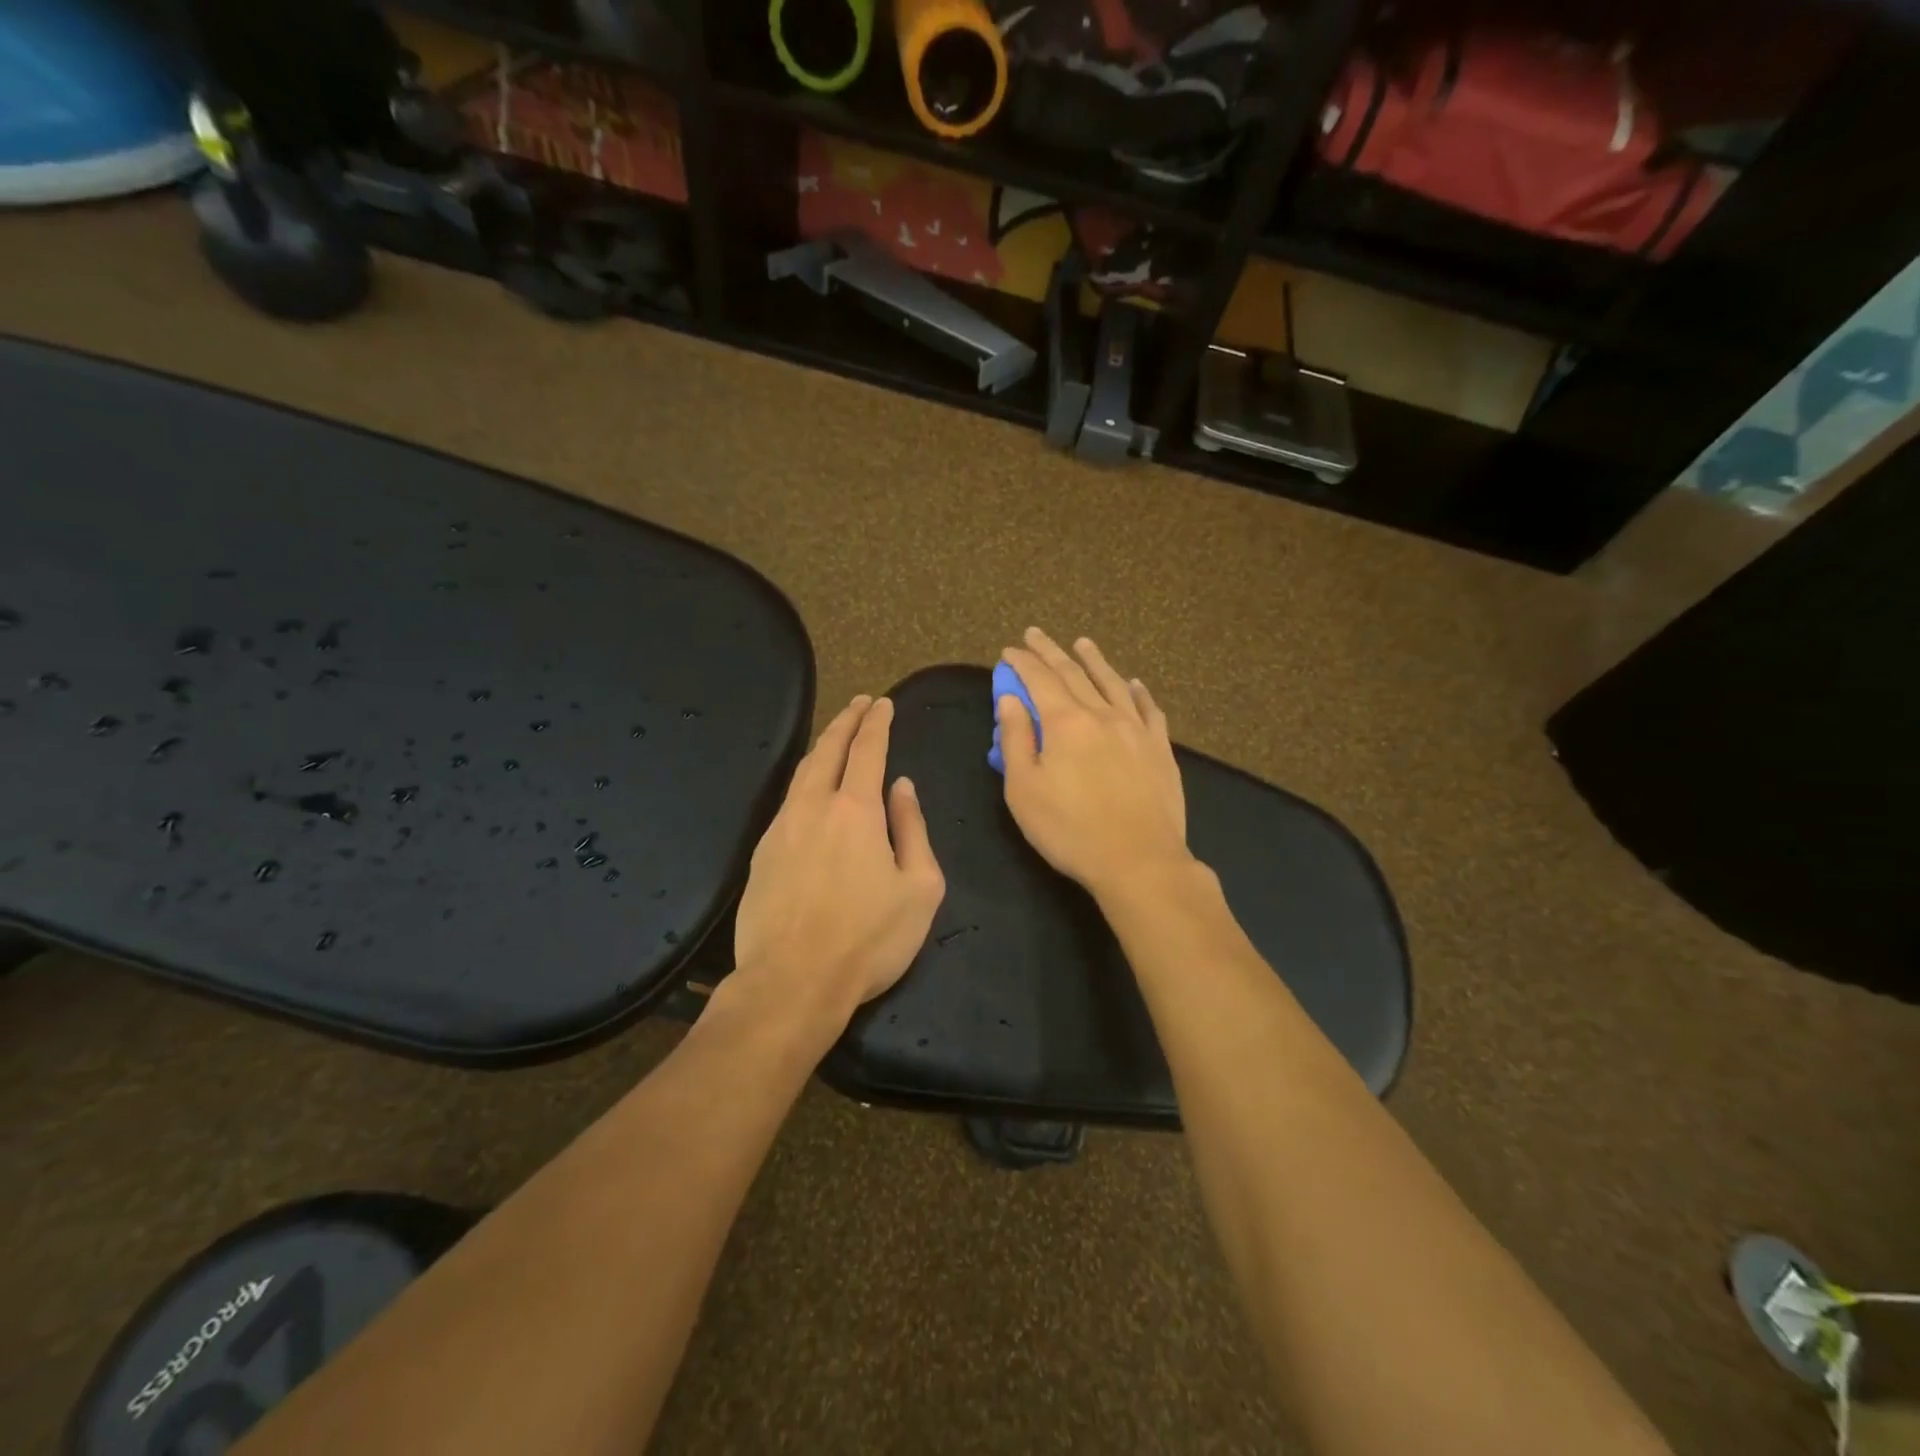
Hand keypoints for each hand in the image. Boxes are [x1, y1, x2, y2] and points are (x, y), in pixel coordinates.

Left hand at [732, 695, 945, 1025]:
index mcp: (856, 810)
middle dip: (846, 721)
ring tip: (835, 736)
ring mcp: (781, 828)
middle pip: (828, 750)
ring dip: (821, 747)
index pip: (867, 750)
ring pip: (801, 773)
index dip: (877, 723)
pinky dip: (804, 781)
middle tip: (859, 704)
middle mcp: (813, 807)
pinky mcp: (761, 854)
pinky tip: (809, 790)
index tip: (882, 704)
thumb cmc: (869, 938)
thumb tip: (903, 787)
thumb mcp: (920, 888)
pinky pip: (787, 802)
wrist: (792, 982)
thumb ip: (913, 829)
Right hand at [997, 628, 1190, 896]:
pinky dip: (1138, 692)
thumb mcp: (1024, 790)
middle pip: (1074, 673)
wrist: (1139, 860)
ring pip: (1113, 683)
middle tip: (1035, 634)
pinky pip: (1149, 710)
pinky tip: (1134, 684)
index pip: (1039, 680)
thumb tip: (1010, 699)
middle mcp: (1102, 715)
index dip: (1022, 663)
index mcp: (1066, 723)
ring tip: (1082, 643)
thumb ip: (1015, 739)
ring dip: (1094, 660)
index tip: (1009, 650)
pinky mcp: (1160, 749)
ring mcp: (1136, 730)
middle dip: (1051, 652)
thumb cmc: (1070, 830)